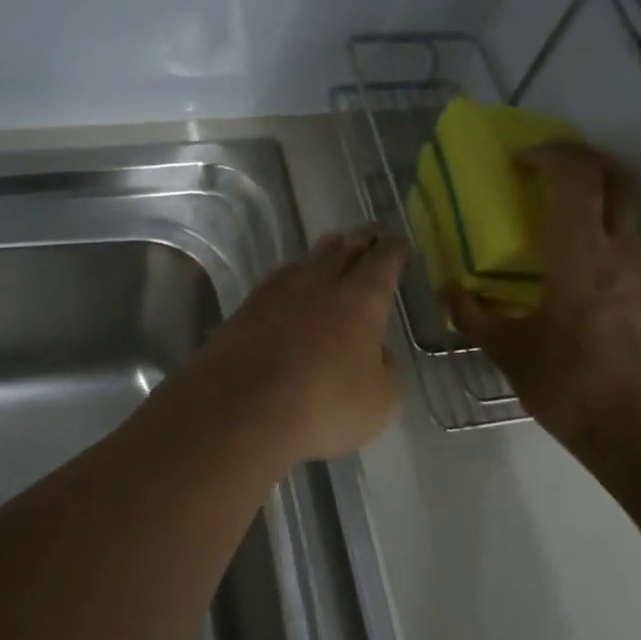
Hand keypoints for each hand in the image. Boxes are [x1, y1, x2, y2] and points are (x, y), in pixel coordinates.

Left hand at [178, 226, 406, 464]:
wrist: (240, 409)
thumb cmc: (323, 405)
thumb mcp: (379, 401)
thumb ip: (385, 370)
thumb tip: (376, 352)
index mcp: (361, 299)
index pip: (383, 262)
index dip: (395, 250)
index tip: (400, 242)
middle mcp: (320, 284)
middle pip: (344, 251)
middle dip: (361, 239)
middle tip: (371, 230)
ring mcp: (277, 292)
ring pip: (308, 260)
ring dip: (326, 251)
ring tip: (335, 245)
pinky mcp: (245, 309)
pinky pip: (278, 280)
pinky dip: (293, 275)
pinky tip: (291, 281)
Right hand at [448, 143, 640, 452]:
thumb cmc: (569, 385)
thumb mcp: (508, 352)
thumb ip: (475, 316)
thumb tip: (452, 292)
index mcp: (578, 255)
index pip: (575, 176)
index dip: (547, 154)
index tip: (517, 161)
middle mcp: (617, 250)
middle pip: (612, 177)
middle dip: (578, 160)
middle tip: (540, 170)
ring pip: (625, 206)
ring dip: (592, 193)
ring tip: (552, 212)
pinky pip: (626, 239)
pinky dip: (600, 228)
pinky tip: (571, 261)